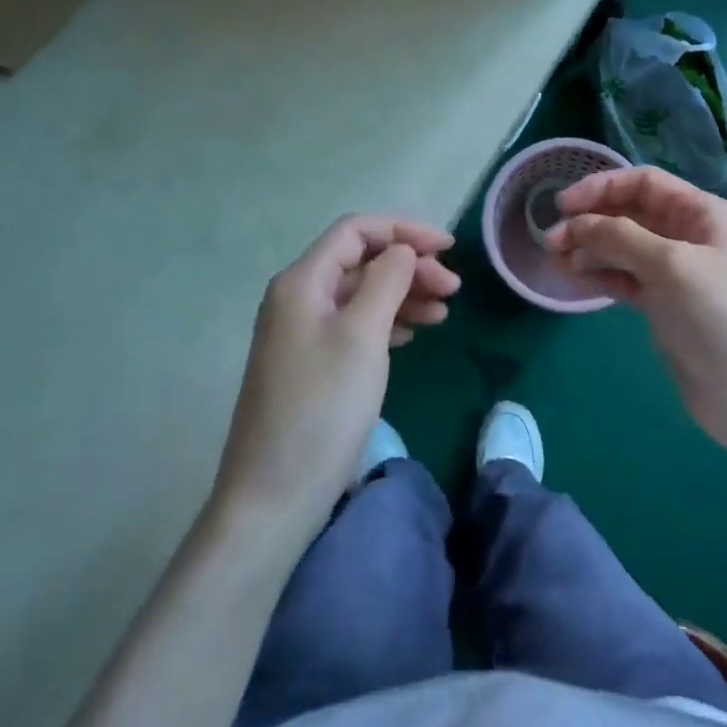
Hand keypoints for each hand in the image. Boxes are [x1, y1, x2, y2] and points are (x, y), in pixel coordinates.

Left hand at [213, 216, 457, 534]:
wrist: (274, 495)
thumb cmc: (322, 408)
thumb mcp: (362, 336)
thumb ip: (386, 281)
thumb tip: (402, 251)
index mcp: (302, 282)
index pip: (356, 231)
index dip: (404, 231)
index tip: (449, 249)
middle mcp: (297, 299)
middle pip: (360, 262)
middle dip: (409, 266)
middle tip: (453, 291)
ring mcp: (301, 333)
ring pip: (359, 294)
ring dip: (402, 295)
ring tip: (442, 315)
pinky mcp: (310, 364)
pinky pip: (354, 325)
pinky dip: (386, 322)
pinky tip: (410, 335)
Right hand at [545, 168, 726, 454]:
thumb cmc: (720, 318)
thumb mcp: (670, 266)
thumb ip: (619, 236)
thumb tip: (575, 224)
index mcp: (702, 213)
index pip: (643, 183)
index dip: (601, 188)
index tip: (562, 206)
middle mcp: (690, 236)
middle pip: (630, 214)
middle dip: (590, 221)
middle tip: (551, 242)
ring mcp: (677, 272)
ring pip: (623, 247)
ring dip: (590, 248)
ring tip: (558, 261)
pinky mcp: (665, 305)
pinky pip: (626, 278)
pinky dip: (601, 275)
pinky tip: (577, 279)